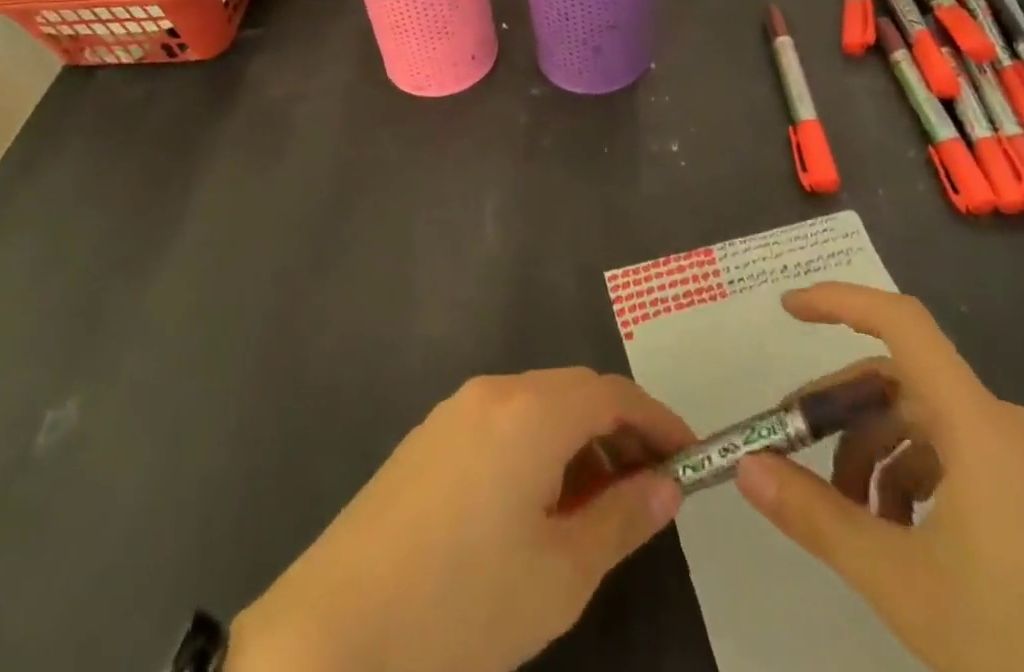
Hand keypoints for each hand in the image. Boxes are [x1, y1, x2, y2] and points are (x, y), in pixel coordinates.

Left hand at [230, 368, 693, 671]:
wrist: (333, 631)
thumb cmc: (462, 604)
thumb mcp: (559, 574)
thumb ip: (621, 519)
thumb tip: (666, 485)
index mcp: (530, 410)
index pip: (612, 393)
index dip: (657, 420)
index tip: (690, 458)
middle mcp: (493, 391)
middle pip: (574, 392)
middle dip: (619, 431)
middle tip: (650, 488)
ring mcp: (454, 410)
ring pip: (536, 407)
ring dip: (577, 442)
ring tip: (598, 507)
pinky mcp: (428, 438)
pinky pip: (502, 423)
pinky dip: (537, 449)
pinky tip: (537, 506)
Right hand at [734, 284, 1023, 671]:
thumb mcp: (904, 584)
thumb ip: (817, 517)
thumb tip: (745, 468)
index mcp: (979, 425)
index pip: (901, 323)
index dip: (840, 301)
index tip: (787, 310)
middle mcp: (1007, 426)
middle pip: (903, 382)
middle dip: (844, 410)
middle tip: (796, 448)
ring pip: (929, 426)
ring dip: (877, 455)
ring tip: (850, 517)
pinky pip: (962, 460)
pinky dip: (916, 479)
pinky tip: (903, 537)